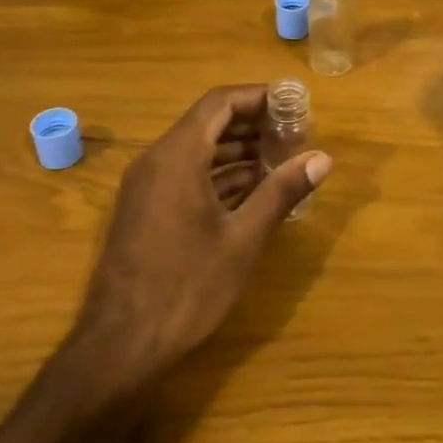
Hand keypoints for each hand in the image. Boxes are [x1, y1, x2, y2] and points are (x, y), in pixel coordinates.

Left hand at [71, 84, 331, 388]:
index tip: (294, 104)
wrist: (120, 345)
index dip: (259, 96)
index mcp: (178, 156)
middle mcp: (157, 160)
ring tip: (283, 160)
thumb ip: (281, 191)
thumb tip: (322, 158)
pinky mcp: (146, 210)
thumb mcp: (243, 239)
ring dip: (239, 150)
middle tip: (296, 134)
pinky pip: (186, 174)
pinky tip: (253, 190)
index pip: (220, 102)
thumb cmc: (187, 287)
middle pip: (209, 122)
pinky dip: (220, 174)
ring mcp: (147, 186)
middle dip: (254, 124)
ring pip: (198, 150)